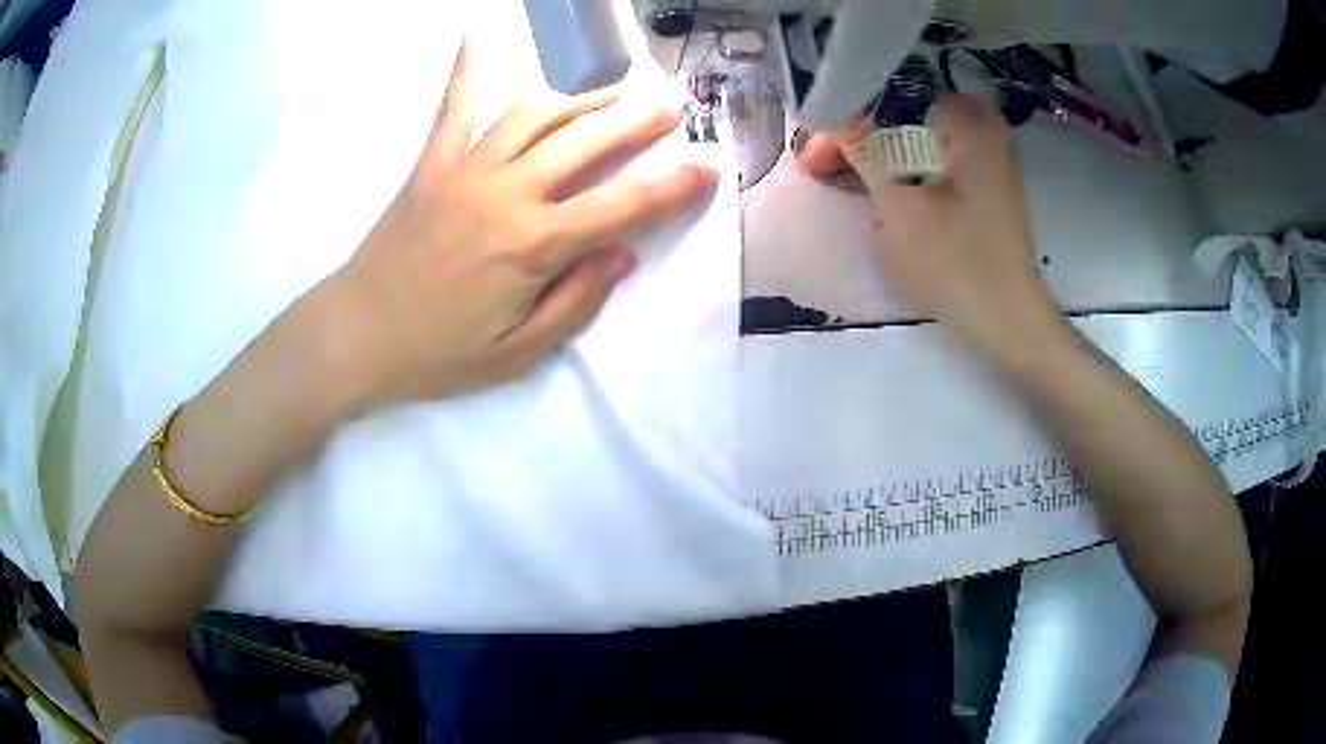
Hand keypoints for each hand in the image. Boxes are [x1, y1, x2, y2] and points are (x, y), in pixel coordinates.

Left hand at [329, 47, 717, 405]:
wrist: (356, 335)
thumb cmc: (437, 354)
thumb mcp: (518, 354)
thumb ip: (576, 302)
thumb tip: (621, 255)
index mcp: (533, 244)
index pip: (623, 207)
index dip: (673, 188)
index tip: (707, 170)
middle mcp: (506, 192)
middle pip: (586, 143)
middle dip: (636, 123)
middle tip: (670, 107)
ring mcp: (465, 169)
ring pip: (534, 114)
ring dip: (579, 99)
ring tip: (610, 94)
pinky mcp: (431, 163)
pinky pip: (453, 107)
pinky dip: (468, 71)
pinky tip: (477, 39)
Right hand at [797, 97, 1061, 354]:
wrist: (1007, 320)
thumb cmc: (956, 263)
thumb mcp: (900, 203)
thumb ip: (863, 147)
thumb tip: (828, 110)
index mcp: (966, 119)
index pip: (887, 98)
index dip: (841, 119)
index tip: (809, 152)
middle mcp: (981, 124)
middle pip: (902, 114)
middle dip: (857, 135)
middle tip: (818, 164)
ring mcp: (988, 151)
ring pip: (916, 135)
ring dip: (877, 152)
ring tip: (839, 174)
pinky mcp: (986, 178)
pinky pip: (933, 156)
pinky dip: (903, 165)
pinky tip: (877, 183)